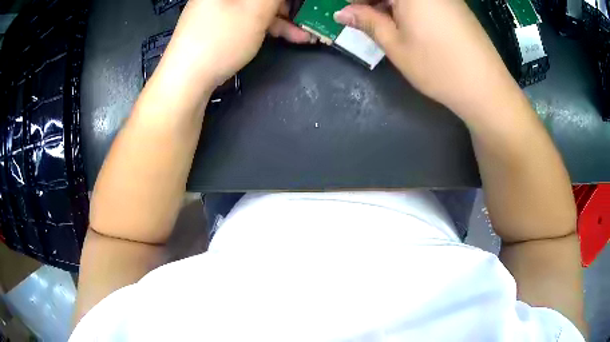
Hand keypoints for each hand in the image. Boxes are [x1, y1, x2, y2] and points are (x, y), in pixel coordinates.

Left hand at [161, 0, 311, 87]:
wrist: (186, 81)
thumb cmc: (220, 40)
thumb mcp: (255, 11)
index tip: (301, 5)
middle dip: (288, 6)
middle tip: (308, 16)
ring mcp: (220, 9)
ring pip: (257, 6)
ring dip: (284, 19)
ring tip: (307, 33)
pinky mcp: (220, 25)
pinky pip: (249, 19)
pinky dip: (270, 26)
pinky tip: (290, 37)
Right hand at [333, 0, 520, 122]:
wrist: (485, 87)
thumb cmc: (437, 66)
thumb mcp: (395, 44)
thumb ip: (367, 21)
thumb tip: (343, 13)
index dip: (357, 1)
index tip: (349, 14)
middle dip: (373, 2)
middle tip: (364, 20)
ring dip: (390, 5)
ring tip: (384, 24)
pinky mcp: (455, 5)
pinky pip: (425, 1)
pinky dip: (409, 7)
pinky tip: (408, 24)